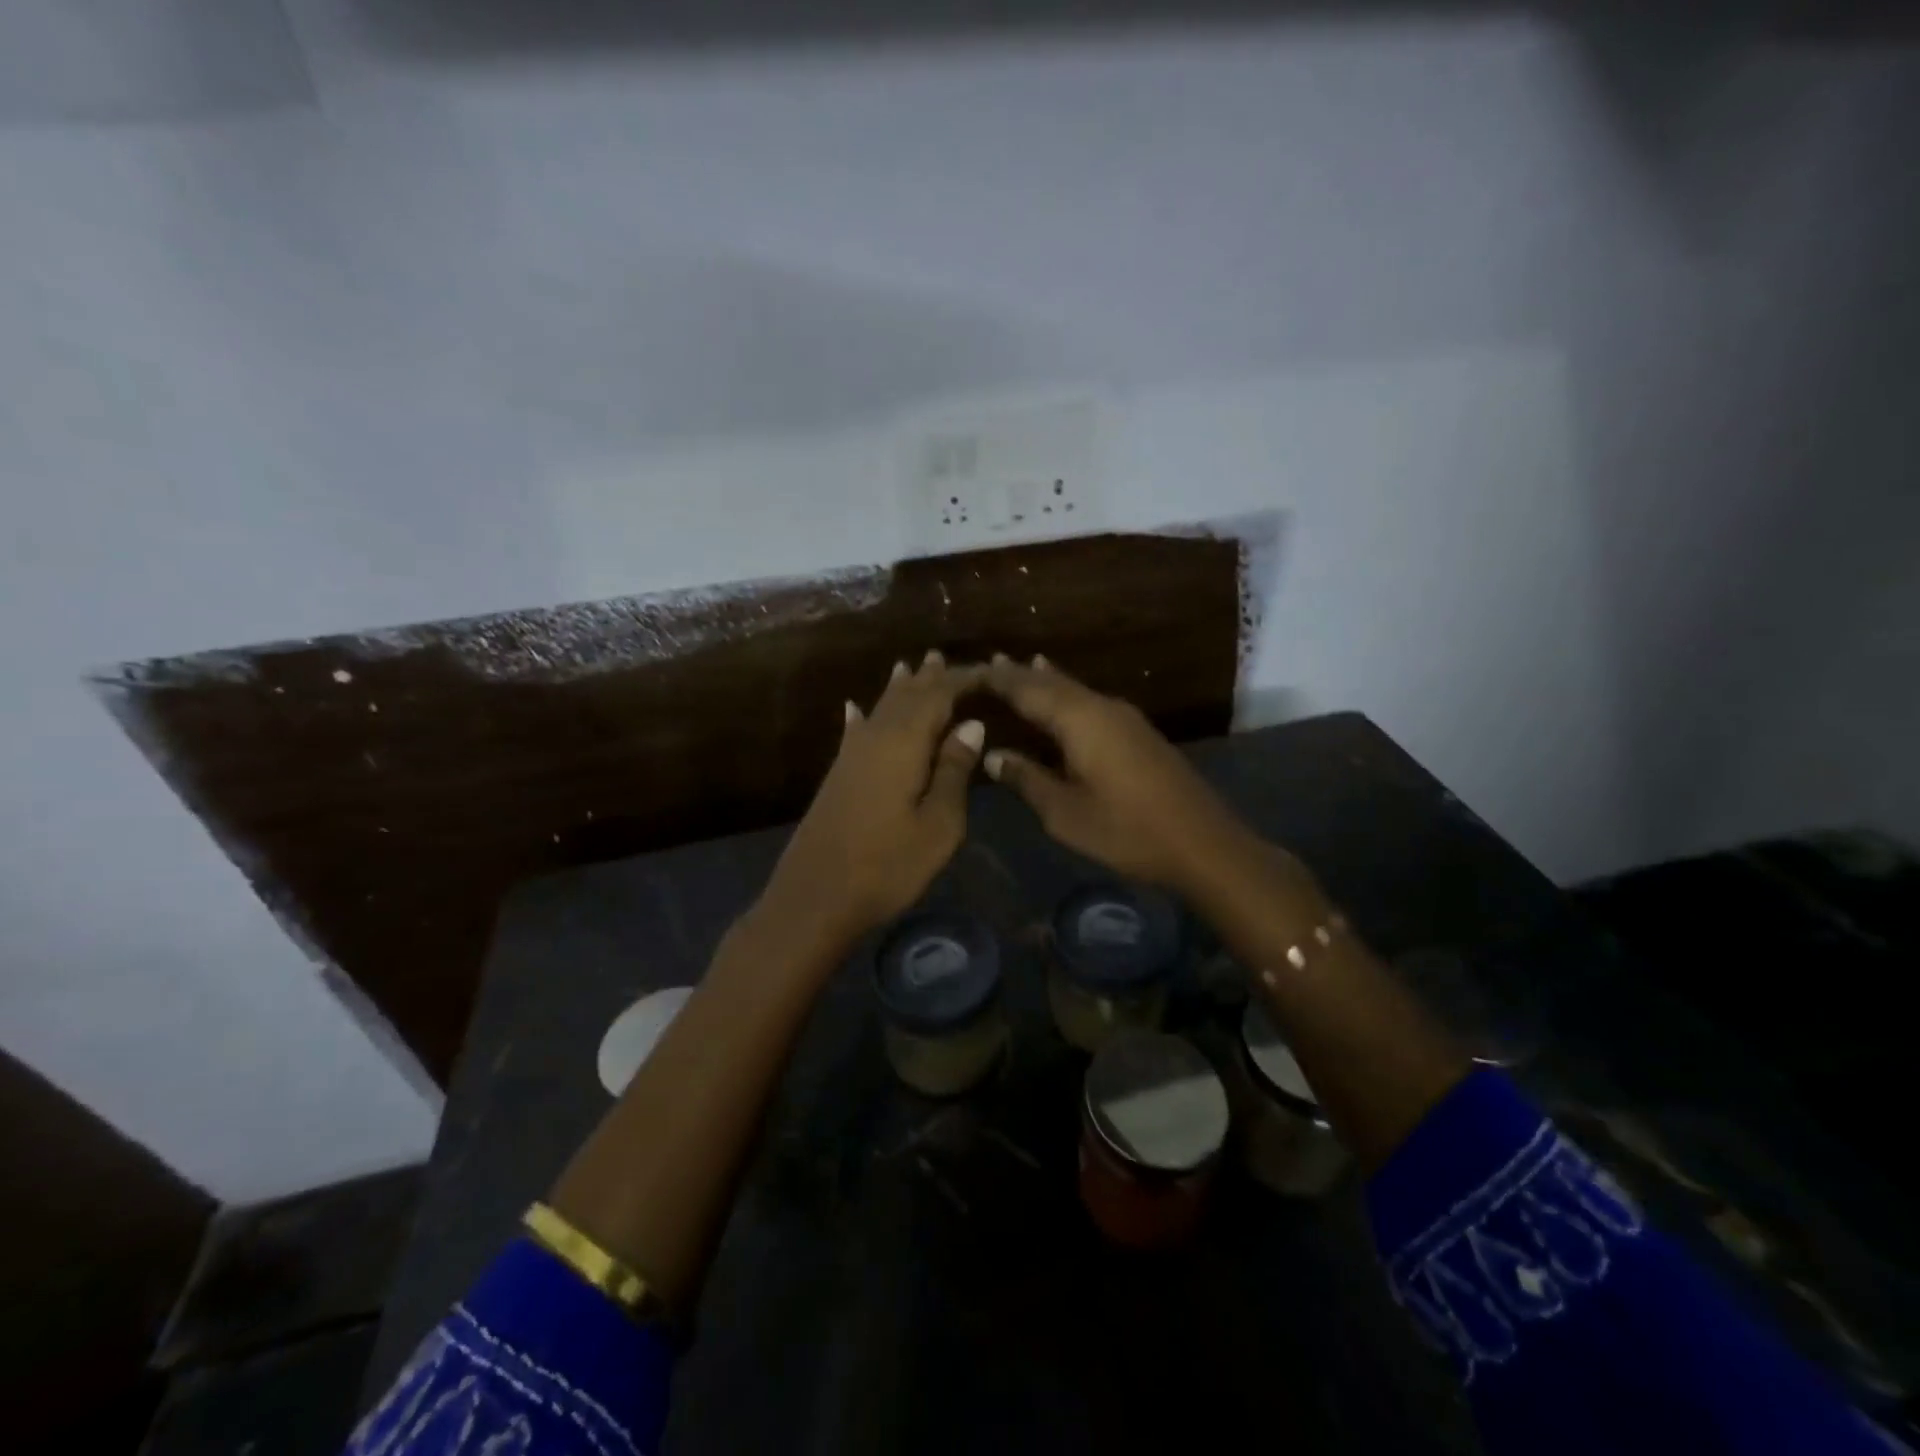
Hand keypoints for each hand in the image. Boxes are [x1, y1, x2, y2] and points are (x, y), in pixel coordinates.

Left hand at [756, 652, 986, 952]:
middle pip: (905, 696)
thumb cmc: (888, 865)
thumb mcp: (939, 824)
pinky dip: (862, 716)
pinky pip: (855, 731)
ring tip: (909, 666)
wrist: (816, 897)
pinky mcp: (838, 775)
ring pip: (879, 709)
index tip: (989, 672)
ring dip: (897, 689)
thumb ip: (954, 770)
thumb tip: (971, 725)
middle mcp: (875, 737)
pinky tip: (854, 708)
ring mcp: (851, 755)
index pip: (938, 695)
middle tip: (942, 656)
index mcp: (904, 742)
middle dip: (927, 677)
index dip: (963, 679)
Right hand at [982, 654, 1244, 893]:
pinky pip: (1091, 702)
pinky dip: (1067, 695)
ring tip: (1020, 665)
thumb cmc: (1126, 830)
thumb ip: (1026, 779)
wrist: (1203, 843)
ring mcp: (1124, 717)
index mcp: (1080, 720)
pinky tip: (1064, 696)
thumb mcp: (1065, 813)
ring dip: (1045, 680)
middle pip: (1053, 683)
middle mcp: (1102, 707)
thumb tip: (992, 755)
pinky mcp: (1138, 732)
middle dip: (1019, 674)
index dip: (998, 680)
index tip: (968, 671)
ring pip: (1075, 690)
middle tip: (988, 662)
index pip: (1027, 689)